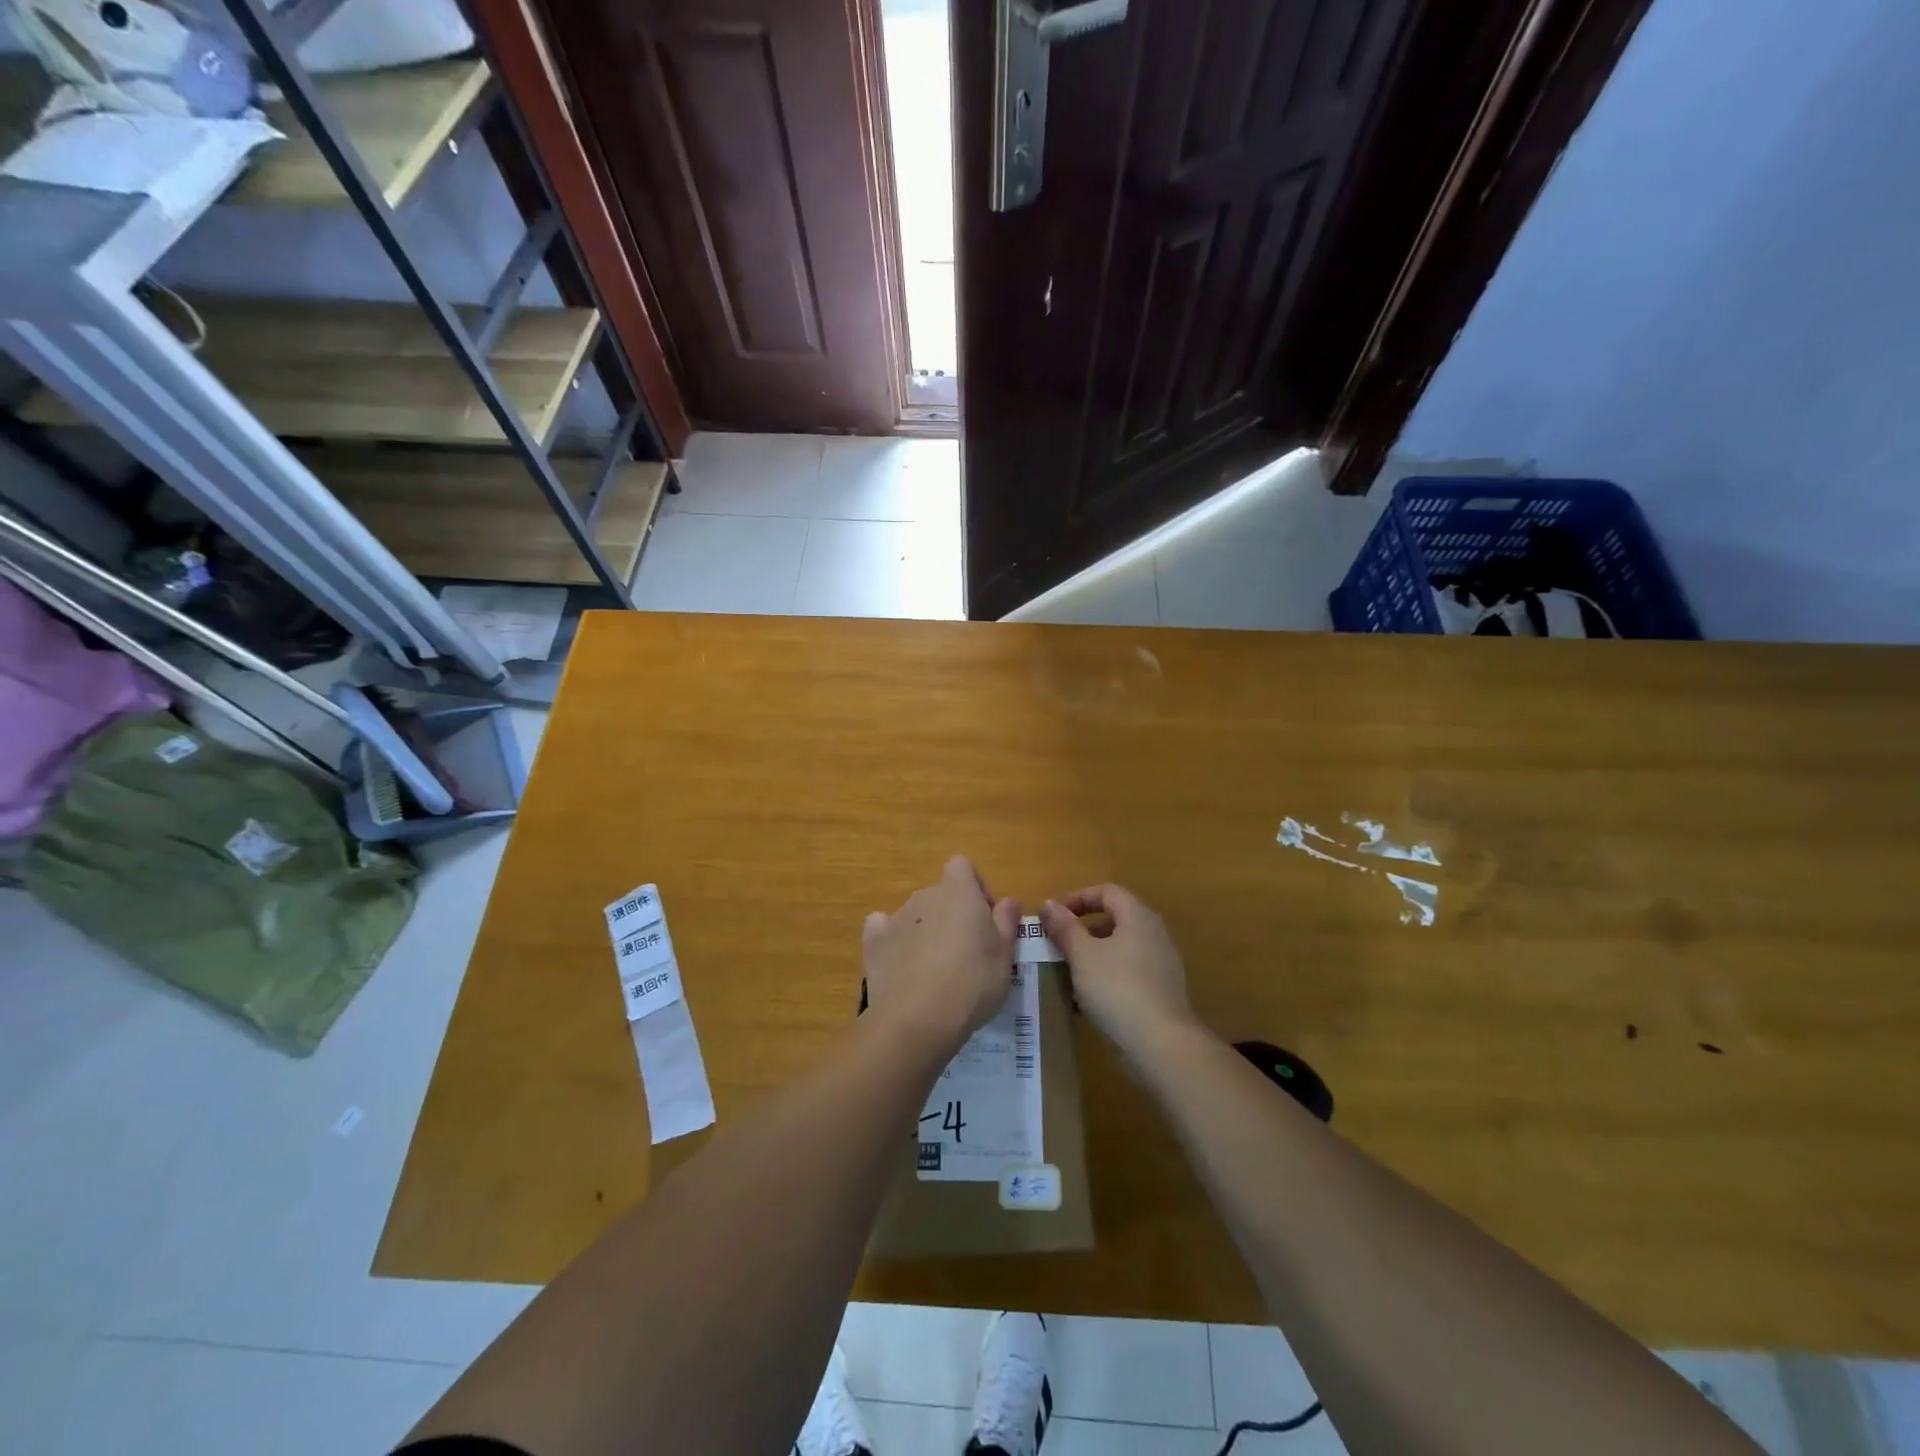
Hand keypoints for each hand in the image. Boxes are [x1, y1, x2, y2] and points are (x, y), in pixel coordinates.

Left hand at [863, 857, 1021, 1050]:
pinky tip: (903, 966)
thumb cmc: (973, 981)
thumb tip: (1008, 900)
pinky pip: (884, 931)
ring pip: (916, 915)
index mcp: (958, 891)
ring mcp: (895, 917)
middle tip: (968, 953)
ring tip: (937, 971)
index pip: (963, 866)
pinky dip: (894, 942)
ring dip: (927, 931)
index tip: (986, 919)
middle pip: (940, 894)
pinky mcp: (873, 942)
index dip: (975, 887)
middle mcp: (924, 895)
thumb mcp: (1005, 954)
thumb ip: (1006, 921)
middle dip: (953, 915)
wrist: (918, 1017)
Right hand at [1039, 885, 1196, 1052]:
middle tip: (1057, 943)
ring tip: (1068, 971)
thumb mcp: (1083, 955)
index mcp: (1137, 916)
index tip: (1053, 915)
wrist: (1162, 1043)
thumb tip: (1049, 904)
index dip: (1078, 897)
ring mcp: (1162, 963)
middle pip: (1115, 918)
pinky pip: (1129, 971)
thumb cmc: (1117, 988)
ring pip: (1121, 947)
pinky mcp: (1162, 990)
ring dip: (1093, 954)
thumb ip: (1065, 927)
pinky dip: (1107, 975)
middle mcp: (1154, 933)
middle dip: (1083, 928)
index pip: (1107, 891)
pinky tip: (1088, 999)